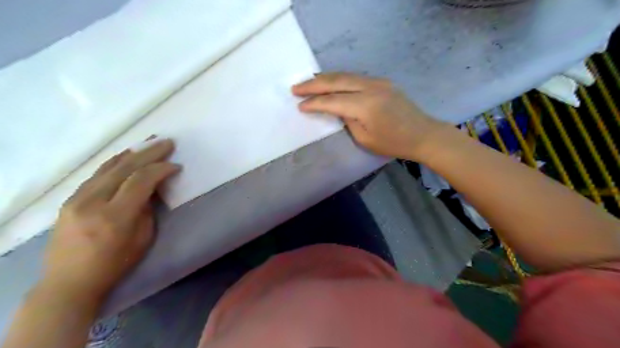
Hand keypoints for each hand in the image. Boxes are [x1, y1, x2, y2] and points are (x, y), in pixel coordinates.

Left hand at [40, 139, 178, 304]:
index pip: (140, 181)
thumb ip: (147, 209)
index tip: (176, 165)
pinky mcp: (70, 199)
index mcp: (115, 216)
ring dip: (132, 152)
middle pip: (124, 167)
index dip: (161, 169)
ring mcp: (76, 198)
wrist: (69, 281)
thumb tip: (151, 188)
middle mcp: (92, 202)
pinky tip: (127, 156)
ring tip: (149, 142)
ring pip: (108, 166)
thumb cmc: (115, 263)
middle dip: (149, 152)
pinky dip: (116, 162)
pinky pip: (97, 173)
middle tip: (167, 143)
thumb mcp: (143, 238)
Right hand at [294, 74, 448, 159]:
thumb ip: (347, 120)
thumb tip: (337, 108)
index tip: (299, 105)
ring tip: (308, 83)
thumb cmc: (393, 143)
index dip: (314, 103)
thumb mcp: (365, 138)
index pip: (332, 101)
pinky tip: (330, 82)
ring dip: (325, 78)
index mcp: (365, 105)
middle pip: (336, 81)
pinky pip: (355, 77)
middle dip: (313, 84)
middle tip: (296, 87)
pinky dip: (339, 79)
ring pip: (345, 75)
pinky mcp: (382, 82)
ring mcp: (378, 82)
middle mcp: (370, 88)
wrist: (422, 134)